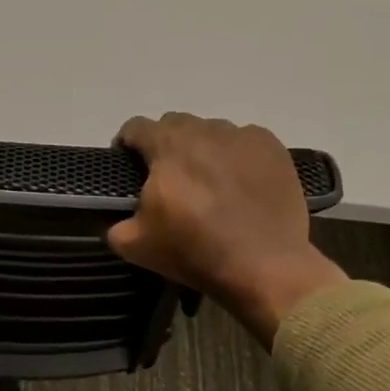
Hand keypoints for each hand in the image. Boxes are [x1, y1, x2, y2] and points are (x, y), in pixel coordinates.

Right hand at [108, 113, 347, 346]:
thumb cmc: (194, 252)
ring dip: (202, 149)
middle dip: (165, 145)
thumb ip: (116, 223)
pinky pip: (244, 142)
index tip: (128, 164)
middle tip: (168, 177)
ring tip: (207, 181)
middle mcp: (204, 131)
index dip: (127, 143)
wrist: (263, 266)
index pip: (136, 127)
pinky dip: (235, 157)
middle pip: (175, 124)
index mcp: (166, 147)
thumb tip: (119, 218)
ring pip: (211, 131)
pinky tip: (239, 184)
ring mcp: (243, 136)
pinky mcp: (273, 149)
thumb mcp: (135, 246)